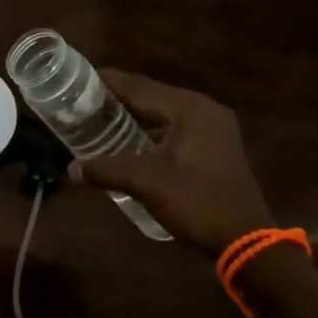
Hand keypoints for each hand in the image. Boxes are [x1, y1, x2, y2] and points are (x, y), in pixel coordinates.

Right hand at [69, 70, 273, 256]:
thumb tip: (72, 169)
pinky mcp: (217, 144)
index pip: (139, 86)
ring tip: (104, 118)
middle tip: (85, 100)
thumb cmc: (196, 201)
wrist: (246, 240)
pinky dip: (154, 129)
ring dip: (137, 115)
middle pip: (152, 95)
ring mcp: (214, 126)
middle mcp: (203, 108)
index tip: (80, 78)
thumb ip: (107, 170)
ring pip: (165, 111)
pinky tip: (133, 139)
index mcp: (188, 107)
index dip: (108, 82)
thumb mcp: (146, 183)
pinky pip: (177, 126)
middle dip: (120, 98)